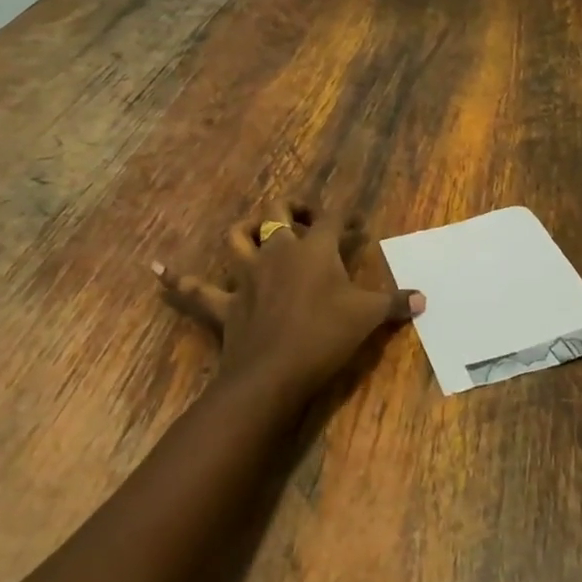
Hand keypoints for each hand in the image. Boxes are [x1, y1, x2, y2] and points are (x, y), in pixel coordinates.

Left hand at [153, 198, 425, 402]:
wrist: (273, 374)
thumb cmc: (325, 337)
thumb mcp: (368, 318)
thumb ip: (396, 304)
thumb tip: (425, 299)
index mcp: (314, 249)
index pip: (333, 219)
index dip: (346, 217)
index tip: (356, 225)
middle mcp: (278, 251)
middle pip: (280, 211)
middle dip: (293, 207)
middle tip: (307, 219)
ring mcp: (247, 275)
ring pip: (237, 236)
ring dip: (245, 229)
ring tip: (256, 232)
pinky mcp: (223, 303)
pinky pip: (194, 287)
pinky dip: (175, 278)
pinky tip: (155, 269)